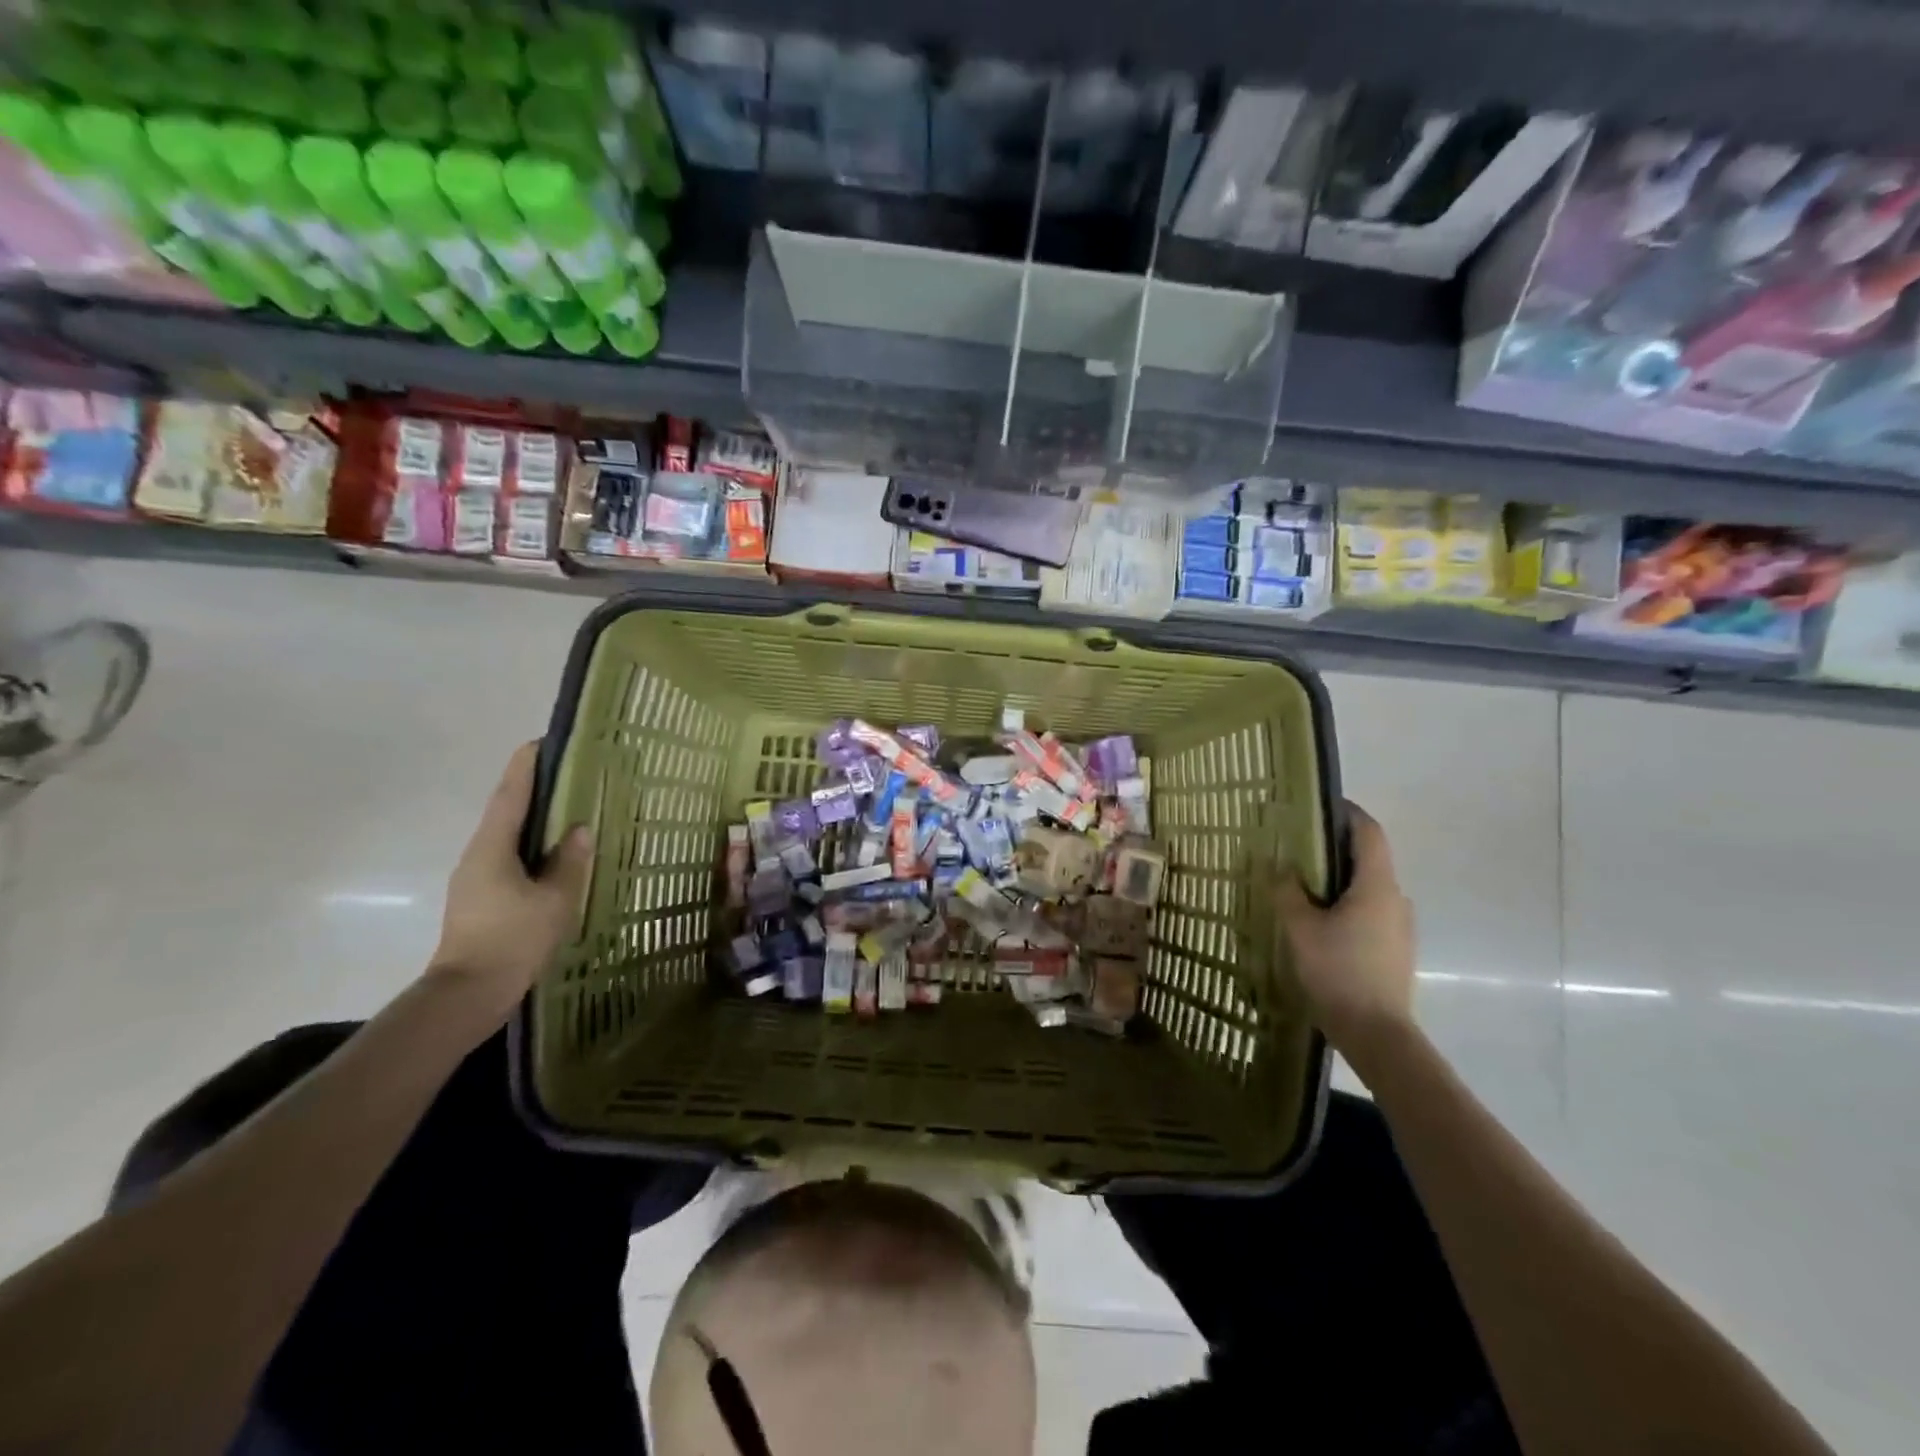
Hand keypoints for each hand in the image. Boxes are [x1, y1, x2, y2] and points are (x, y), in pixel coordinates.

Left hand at [428, 742, 592, 1012]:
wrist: (467, 996)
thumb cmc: (512, 940)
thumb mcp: (554, 900)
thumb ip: (569, 862)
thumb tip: (581, 829)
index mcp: (493, 846)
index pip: (512, 793)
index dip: (527, 765)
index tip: (544, 741)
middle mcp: (479, 854)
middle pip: (508, 811)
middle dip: (536, 789)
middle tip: (570, 773)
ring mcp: (476, 878)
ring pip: (510, 837)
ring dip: (536, 820)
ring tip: (571, 811)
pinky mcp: (482, 899)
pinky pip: (511, 860)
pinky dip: (534, 848)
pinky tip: (556, 856)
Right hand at [1278, 801, 1416, 1066]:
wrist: (1377, 1034)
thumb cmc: (1338, 972)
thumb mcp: (1300, 929)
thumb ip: (1287, 892)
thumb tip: (1278, 866)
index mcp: (1376, 885)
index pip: (1369, 832)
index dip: (1348, 813)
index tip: (1320, 804)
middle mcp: (1396, 899)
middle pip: (1368, 859)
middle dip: (1335, 848)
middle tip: (1297, 847)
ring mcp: (1400, 926)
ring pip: (1368, 888)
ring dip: (1339, 880)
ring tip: (1302, 886)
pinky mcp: (1395, 949)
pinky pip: (1370, 912)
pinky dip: (1346, 904)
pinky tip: (1319, 923)